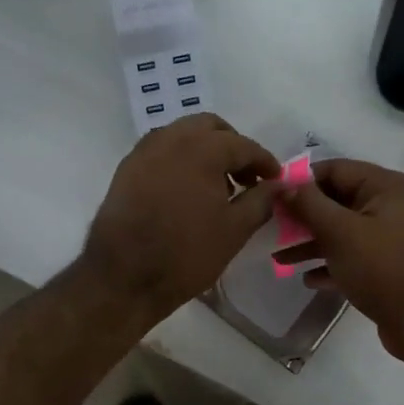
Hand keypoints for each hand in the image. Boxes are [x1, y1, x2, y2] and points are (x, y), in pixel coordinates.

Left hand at [81, 114, 279, 325]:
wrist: (123, 276)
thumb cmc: (186, 253)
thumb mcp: (234, 230)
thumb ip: (261, 201)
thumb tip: (279, 185)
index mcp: (202, 148)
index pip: (243, 145)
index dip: (264, 162)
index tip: (276, 179)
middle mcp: (171, 138)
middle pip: (211, 128)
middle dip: (233, 147)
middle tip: (246, 178)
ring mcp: (144, 151)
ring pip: (183, 135)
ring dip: (205, 150)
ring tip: (217, 186)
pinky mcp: (126, 169)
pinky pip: (161, 151)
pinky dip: (180, 160)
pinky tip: (187, 191)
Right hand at [278, 159, 403, 363]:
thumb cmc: (384, 268)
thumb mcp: (341, 232)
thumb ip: (309, 205)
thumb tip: (283, 185)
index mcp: (388, 187)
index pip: (337, 170)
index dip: (302, 181)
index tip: (272, 195)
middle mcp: (393, 207)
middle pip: (339, 202)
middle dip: (304, 216)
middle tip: (272, 228)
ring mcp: (393, 239)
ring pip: (344, 233)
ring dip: (312, 244)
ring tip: (280, 258)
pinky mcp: (389, 268)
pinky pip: (354, 258)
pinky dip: (331, 265)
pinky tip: (308, 279)